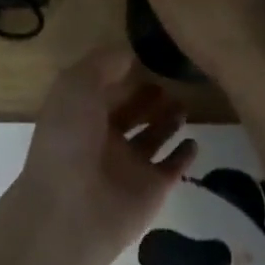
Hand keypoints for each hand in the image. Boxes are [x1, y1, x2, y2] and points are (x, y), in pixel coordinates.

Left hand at [12, 45, 196, 264]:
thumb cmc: (69, 139)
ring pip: (153, 137)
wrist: (72, 211)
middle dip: (147, 96)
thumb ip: (103, 63)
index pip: (103, 89)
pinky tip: (194, 140)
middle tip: (171, 79)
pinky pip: (173, 168)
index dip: (120, 72)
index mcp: (80, 114)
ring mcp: (129, 166)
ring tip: (184, 103)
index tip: (145, 55)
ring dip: (168, 121)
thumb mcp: (77, 85)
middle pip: (130, 112)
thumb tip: (129, 53)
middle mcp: (103, 139)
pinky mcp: (152, 189)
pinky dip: (184, 155)